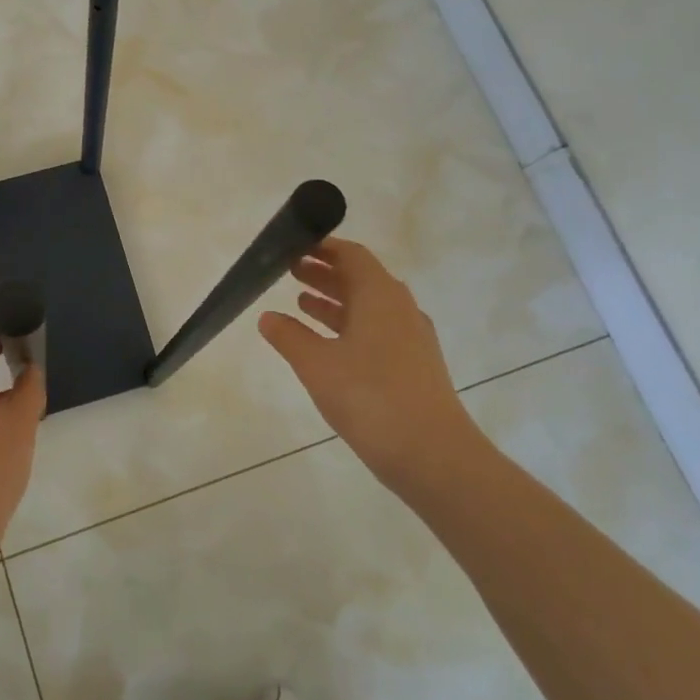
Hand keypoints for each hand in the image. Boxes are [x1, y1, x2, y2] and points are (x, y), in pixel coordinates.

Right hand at [258, 237, 481, 491]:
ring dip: (335, 300)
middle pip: (360, 278)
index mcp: (380, 295)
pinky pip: (377, 330)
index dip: (323, 247)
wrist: (431, 453)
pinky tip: (327, 344)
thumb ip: (289, 337)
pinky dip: (349, 326)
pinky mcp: (414, 365)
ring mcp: (411, 338)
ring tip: (300, 302)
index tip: (294, 245)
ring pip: (368, 307)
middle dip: (325, 272)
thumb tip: (267, 317)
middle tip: (289, 270)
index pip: (352, 255)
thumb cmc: (369, 397)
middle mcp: (400, 308)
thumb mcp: (317, 364)